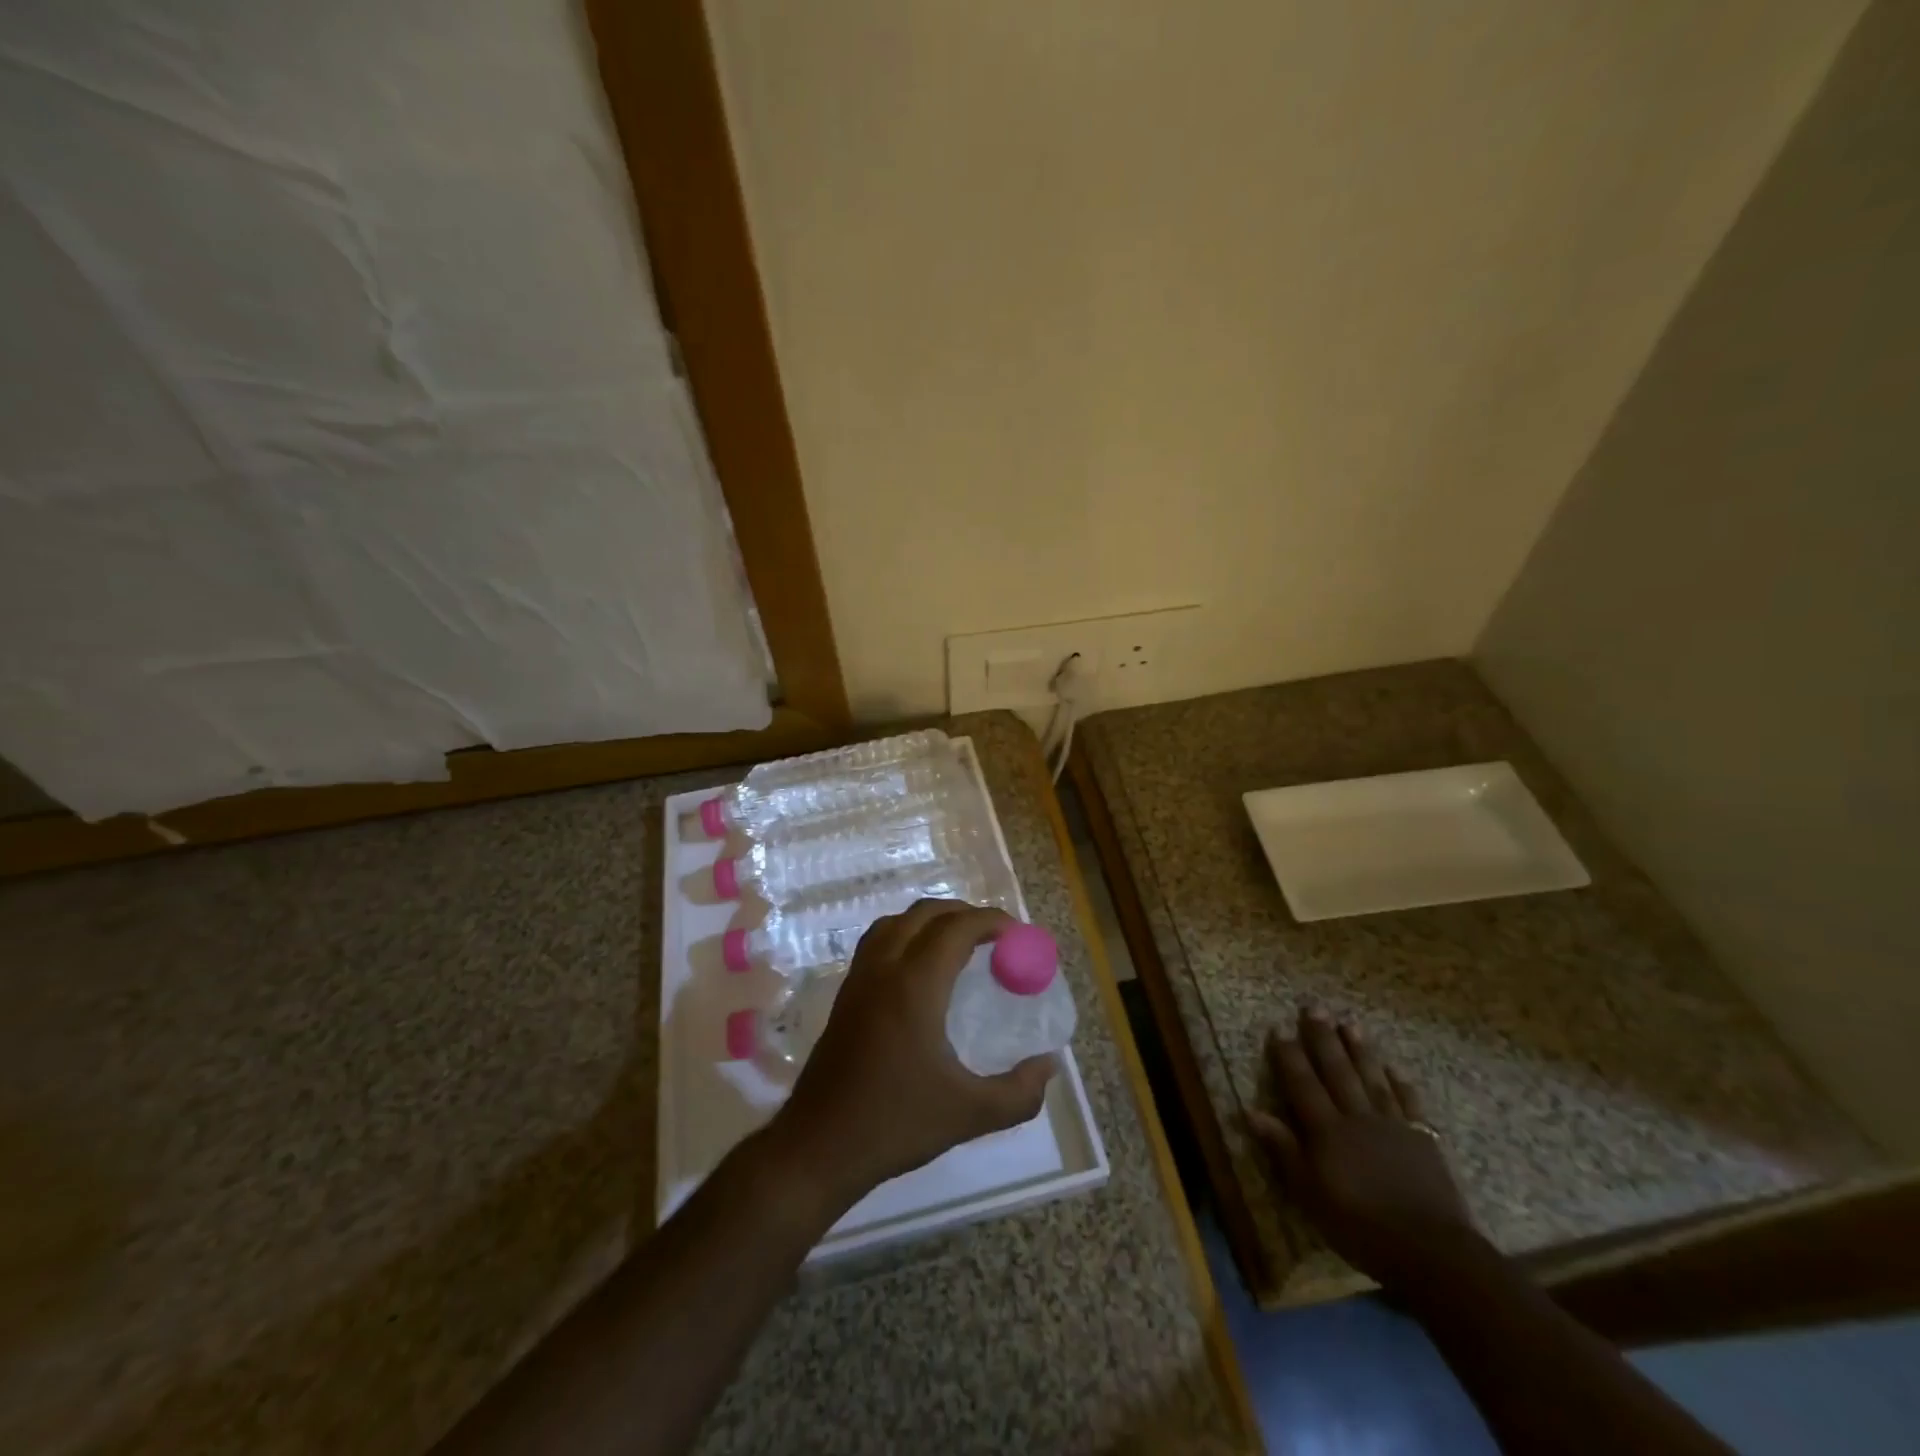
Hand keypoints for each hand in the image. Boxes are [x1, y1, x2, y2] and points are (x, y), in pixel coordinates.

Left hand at [768, 899, 1057, 1211]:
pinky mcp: (844, 996)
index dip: (990, 921)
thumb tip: (1049, 1066)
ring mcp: (858, 979)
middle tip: (994, 936)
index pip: (956, 928)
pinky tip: (920, 970)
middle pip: (924, 914)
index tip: (1017, 933)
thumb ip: (1019, 1092)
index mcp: (914, 985)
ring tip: (959, 943)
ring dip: (930, 920)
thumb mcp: (969, 1114)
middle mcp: (884, 969)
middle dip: (962, 913)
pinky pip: (877, 942)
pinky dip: (905, 935)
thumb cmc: (896, 1124)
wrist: (819, 1146)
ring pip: (895, 923)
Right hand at [1247, 1007, 1482, 1291]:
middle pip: (1337, 1070)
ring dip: (1360, 1050)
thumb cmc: (1360, 1227)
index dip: (1289, 1055)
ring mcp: (1393, 1125)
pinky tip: (1395, 1069)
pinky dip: (1401, 1084)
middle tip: (1314, 1007)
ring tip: (1349, 1023)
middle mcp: (1357, 1117)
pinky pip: (1410, 1103)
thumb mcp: (1310, 1194)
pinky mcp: (1423, 1140)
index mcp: (1327, 1130)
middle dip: (1323, 1037)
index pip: (1302, 1083)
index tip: (1279, 1027)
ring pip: (1372, 1078)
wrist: (1431, 1251)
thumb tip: (1250, 1111)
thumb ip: (1284, 1150)